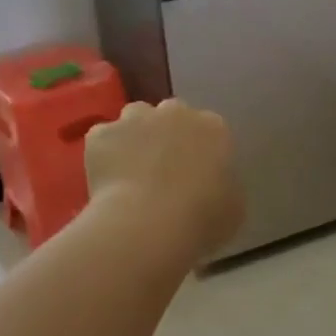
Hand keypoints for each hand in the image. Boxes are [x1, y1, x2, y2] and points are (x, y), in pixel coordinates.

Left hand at [86, 99, 243, 259]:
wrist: (149, 224)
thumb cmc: (202, 219)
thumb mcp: (233, 208)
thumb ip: (225, 187)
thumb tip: (215, 188)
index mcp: (214, 128)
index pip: (209, 129)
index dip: (201, 150)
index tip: (196, 173)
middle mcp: (175, 112)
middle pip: (171, 115)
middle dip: (168, 135)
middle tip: (164, 169)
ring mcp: (134, 119)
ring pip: (134, 118)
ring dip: (135, 137)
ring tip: (132, 171)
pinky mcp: (101, 134)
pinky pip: (103, 139)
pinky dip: (105, 155)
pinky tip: (108, 181)